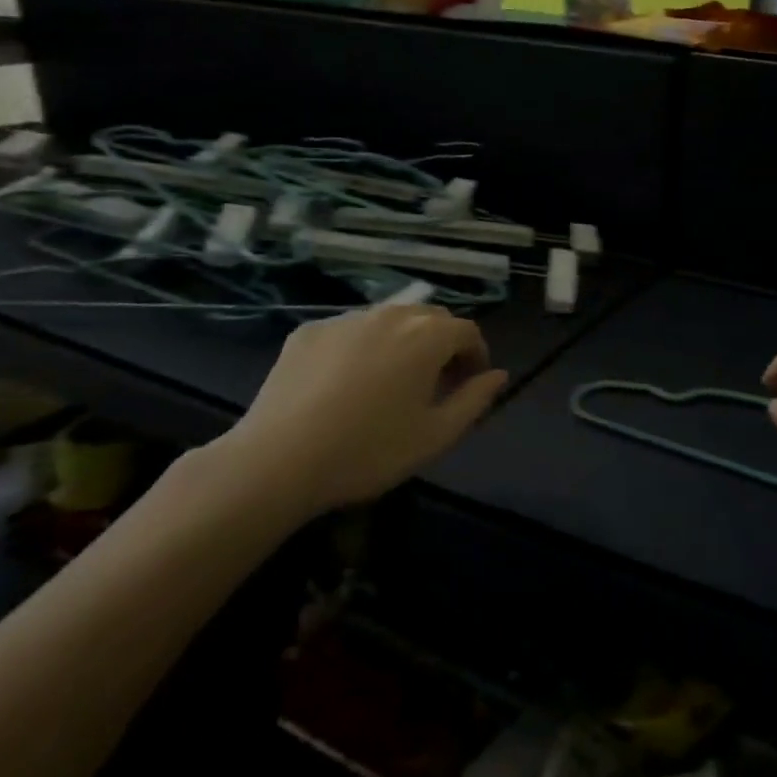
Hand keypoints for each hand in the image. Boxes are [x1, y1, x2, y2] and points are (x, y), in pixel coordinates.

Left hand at [200, 304, 506, 525]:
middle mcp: (390, 315)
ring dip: (404, 342)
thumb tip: (498, 375)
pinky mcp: (309, 331)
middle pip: (431, 318)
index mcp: (427, 336)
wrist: (278, 461)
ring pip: (389, 320)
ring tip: (392, 381)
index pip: (468, 331)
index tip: (470, 385)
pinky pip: (351, 330)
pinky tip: (347, 383)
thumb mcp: (436, 435)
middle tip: (436, 383)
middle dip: (443, 344)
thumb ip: (475, 400)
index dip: (476, 356)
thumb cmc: (370, 451)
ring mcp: (345, 319)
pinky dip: (363, 346)